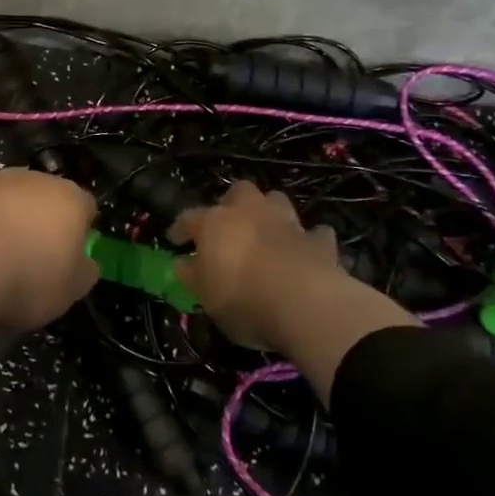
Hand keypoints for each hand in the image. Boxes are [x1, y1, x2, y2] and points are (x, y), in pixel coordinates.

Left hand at [0, 169, 98, 343]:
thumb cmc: (25, 277)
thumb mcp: (69, 290)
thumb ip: (83, 271)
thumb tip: (85, 262)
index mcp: (69, 198)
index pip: (86, 207)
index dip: (81, 232)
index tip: (70, 258)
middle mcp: (31, 178)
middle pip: (43, 198)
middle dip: (40, 221)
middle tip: (31, 258)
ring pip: (5, 199)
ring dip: (3, 220)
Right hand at [170, 181, 418, 390]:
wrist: (305, 304)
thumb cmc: (243, 298)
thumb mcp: (205, 295)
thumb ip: (192, 276)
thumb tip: (181, 264)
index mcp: (215, 223)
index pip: (189, 217)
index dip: (180, 228)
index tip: (175, 240)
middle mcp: (250, 212)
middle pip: (239, 192)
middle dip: (233, 203)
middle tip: (229, 225)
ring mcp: (287, 222)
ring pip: (277, 201)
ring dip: (271, 213)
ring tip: (266, 231)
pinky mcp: (319, 241)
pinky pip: (314, 233)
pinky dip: (309, 239)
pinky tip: (307, 250)